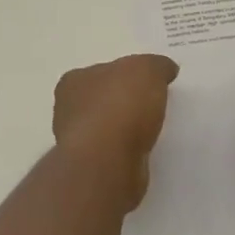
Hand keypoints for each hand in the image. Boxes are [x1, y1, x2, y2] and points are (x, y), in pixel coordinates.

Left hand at [53, 54, 179, 210]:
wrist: (108, 162)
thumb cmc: (120, 106)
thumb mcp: (147, 70)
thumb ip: (157, 65)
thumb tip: (165, 69)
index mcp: (74, 81)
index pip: (101, 72)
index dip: (125, 75)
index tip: (145, 83)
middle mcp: (68, 110)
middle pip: (102, 100)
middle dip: (124, 103)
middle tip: (153, 105)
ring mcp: (77, 143)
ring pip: (107, 130)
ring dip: (125, 130)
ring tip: (153, 130)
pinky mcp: (91, 169)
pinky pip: (114, 154)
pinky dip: (127, 152)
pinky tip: (144, 152)